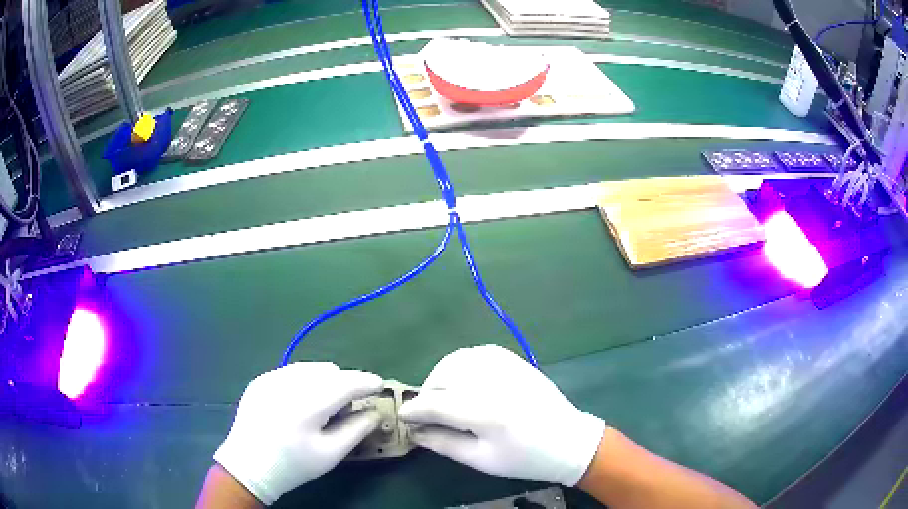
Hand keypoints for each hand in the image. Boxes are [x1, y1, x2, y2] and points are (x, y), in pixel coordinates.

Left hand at [213, 362, 382, 504]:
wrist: (248, 466)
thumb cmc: (293, 465)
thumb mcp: (330, 454)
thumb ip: (357, 430)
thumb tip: (376, 412)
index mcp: (307, 404)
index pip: (345, 382)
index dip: (366, 381)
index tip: (380, 384)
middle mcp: (287, 383)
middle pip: (329, 371)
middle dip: (345, 383)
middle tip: (348, 406)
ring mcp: (270, 378)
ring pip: (310, 368)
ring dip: (325, 380)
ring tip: (323, 404)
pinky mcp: (259, 380)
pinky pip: (291, 372)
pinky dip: (305, 381)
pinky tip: (300, 402)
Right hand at [399, 345, 604, 486]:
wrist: (568, 441)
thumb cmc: (525, 458)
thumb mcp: (482, 460)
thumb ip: (444, 444)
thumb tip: (415, 432)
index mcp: (486, 413)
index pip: (436, 404)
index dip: (414, 410)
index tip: (403, 417)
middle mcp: (493, 382)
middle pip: (442, 377)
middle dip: (426, 394)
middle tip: (427, 413)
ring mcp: (506, 366)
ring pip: (456, 360)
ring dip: (440, 376)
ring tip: (442, 396)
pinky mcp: (514, 360)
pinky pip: (476, 352)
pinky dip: (460, 363)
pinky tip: (462, 379)